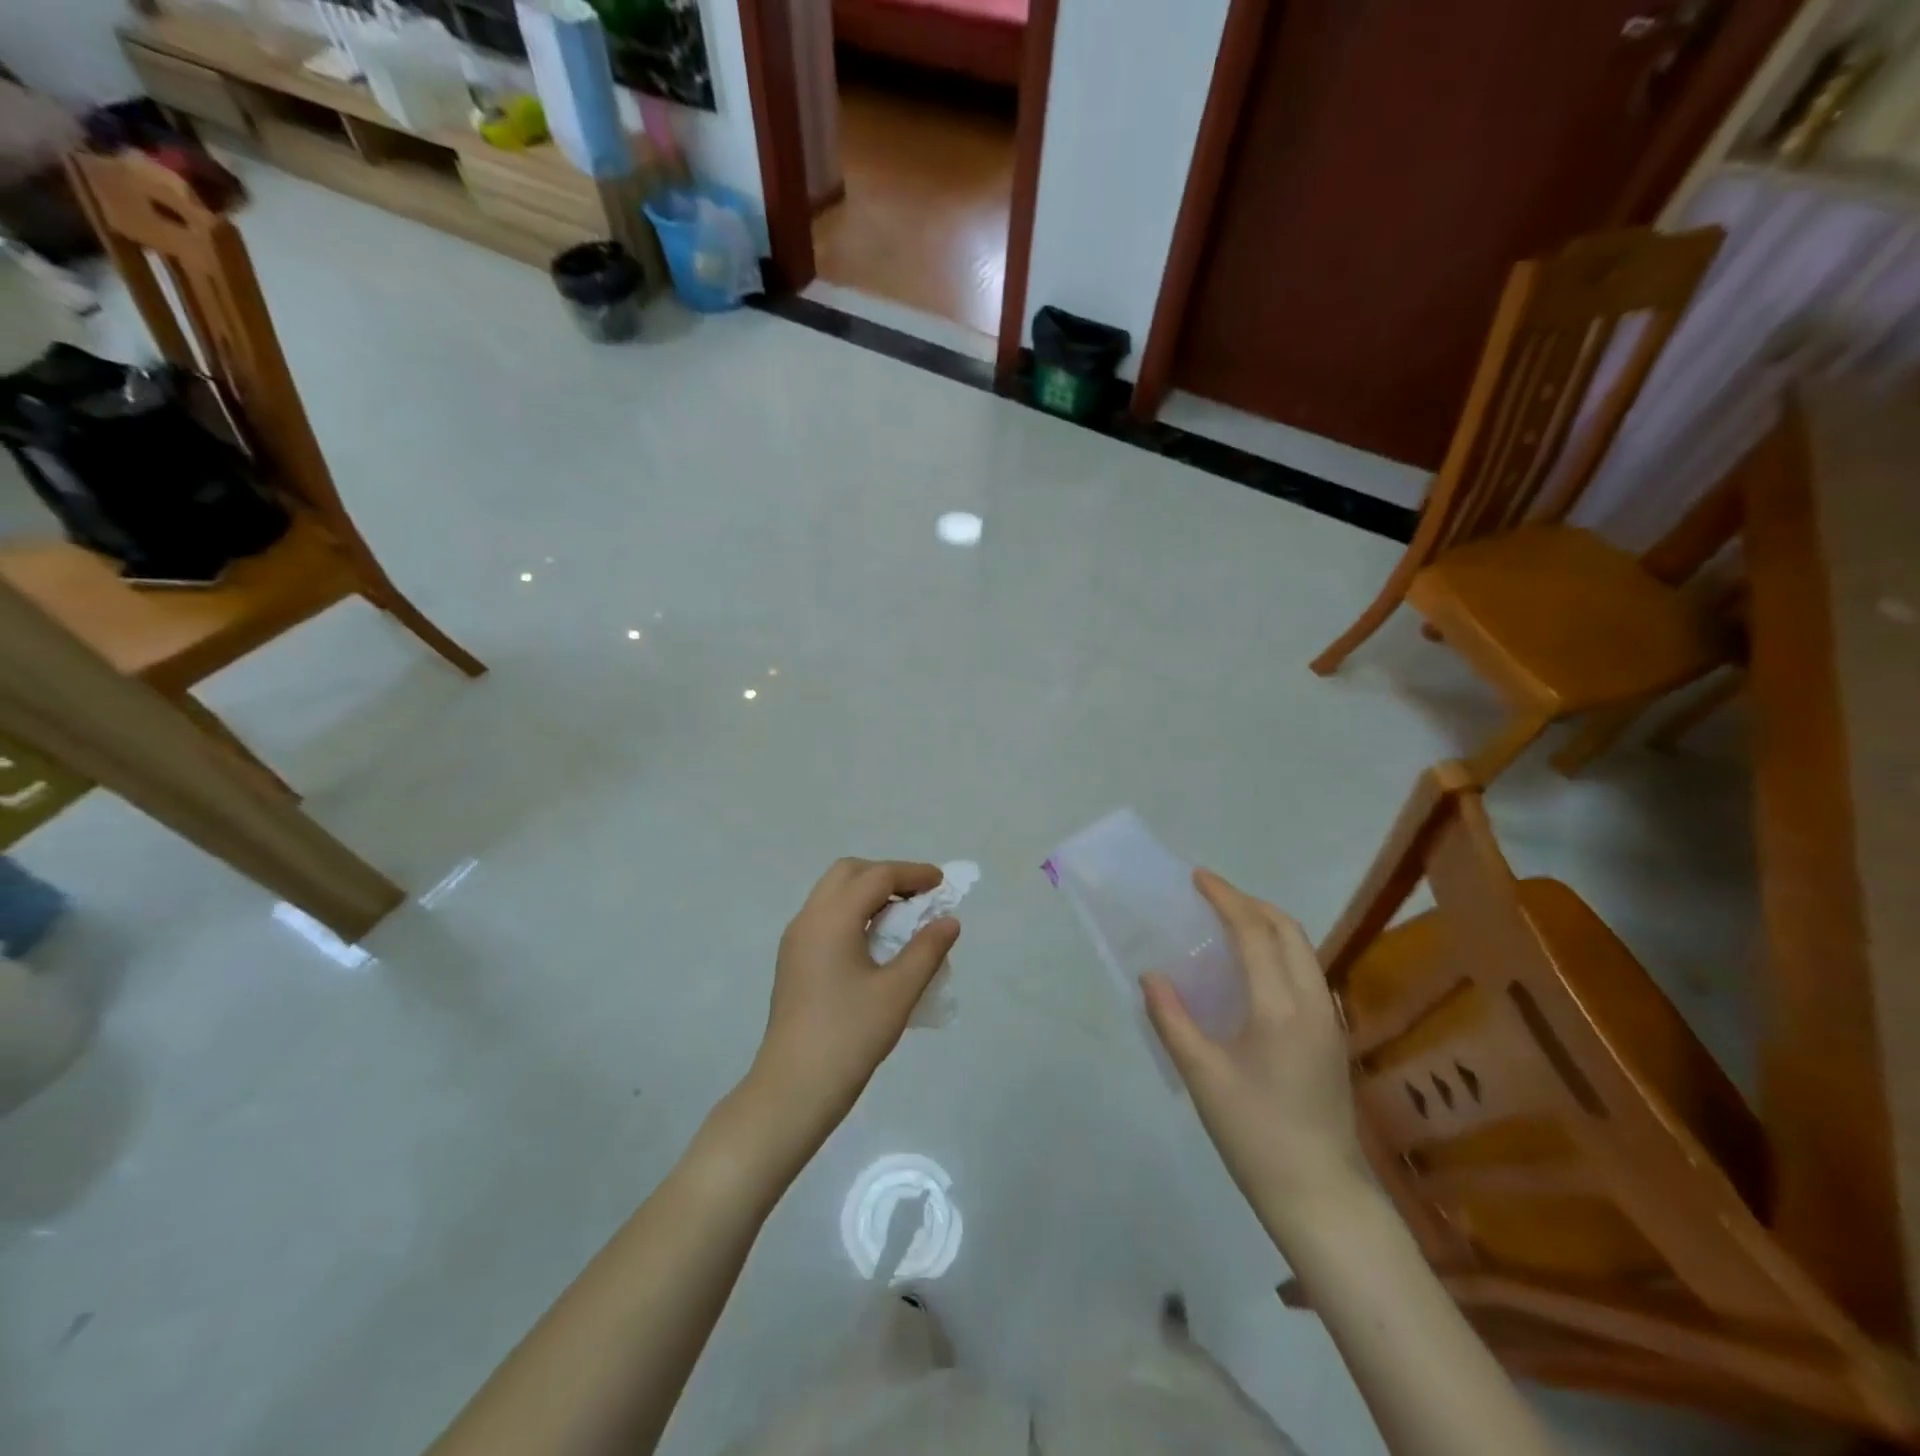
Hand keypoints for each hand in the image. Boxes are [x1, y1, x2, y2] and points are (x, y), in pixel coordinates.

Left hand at [749, 859, 959, 1150]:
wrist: (793, 1089)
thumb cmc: (849, 1037)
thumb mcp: (898, 992)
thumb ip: (927, 950)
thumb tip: (948, 920)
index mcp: (832, 919)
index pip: (877, 876)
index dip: (912, 873)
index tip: (942, 884)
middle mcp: (808, 919)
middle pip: (848, 873)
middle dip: (886, 875)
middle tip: (919, 896)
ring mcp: (796, 940)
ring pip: (833, 894)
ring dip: (868, 893)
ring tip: (902, 918)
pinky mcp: (793, 961)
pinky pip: (825, 917)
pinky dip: (853, 913)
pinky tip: (875, 943)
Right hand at [1143, 869, 1368, 1236]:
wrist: (1320, 1196)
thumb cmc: (1256, 1135)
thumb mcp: (1203, 1077)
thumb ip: (1173, 1020)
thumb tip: (1152, 976)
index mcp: (1280, 1008)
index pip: (1254, 932)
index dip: (1226, 898)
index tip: (1198, 878)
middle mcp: (1312, 1003)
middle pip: (1287, 930)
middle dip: (1250, 903)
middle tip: (1211, 898)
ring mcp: (1328, 1020)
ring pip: (1302, 949)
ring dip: (1267, 925)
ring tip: (1227, 925)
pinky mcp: (1330, 1037)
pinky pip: (1305, 971)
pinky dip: (1278, 950)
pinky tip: (1250, 970)